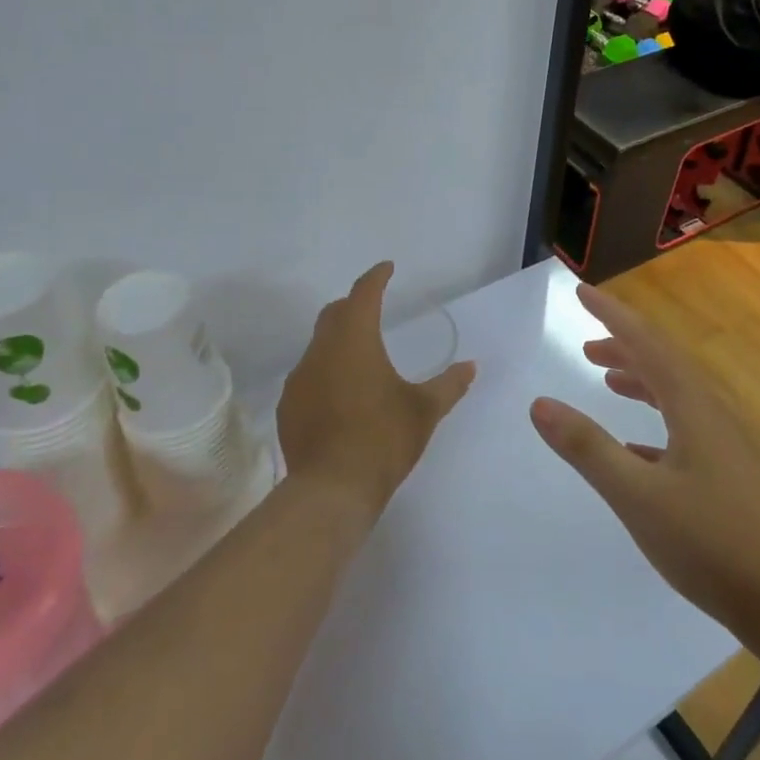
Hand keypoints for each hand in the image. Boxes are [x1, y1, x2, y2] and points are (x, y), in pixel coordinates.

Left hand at [277, 262, 476, 520]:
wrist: (331, 490)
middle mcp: (321, 350)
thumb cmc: (383, 440)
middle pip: (334, 314)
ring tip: (359, 359)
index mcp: (355, 340)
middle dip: (353, 305)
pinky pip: (308, 377)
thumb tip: (471, 367)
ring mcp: (299, 379)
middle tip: (372, 308)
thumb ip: (449, 384)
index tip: (386, 269)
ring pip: (318, 346)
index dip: (376, 277)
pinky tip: (340, 396)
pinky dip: (325, 374)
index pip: (363, 294)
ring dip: (338, 342)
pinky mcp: (288, 407)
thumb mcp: (425, 411)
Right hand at [531, 283, 759, 644]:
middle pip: (663, 362)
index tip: (582, 292)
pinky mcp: (725, 474)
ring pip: (674, 394)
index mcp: (692, 406)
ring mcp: (722, 444)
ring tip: (606, 378)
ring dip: (639, 379)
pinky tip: (634, 447)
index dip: (613, 315)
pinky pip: (682, 426)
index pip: (646, 343)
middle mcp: (710, 414)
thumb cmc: (711, 542)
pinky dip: (652, 419)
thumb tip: (540, 403)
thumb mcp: (637, 495)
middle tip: (586, 342)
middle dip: (624, 345)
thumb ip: (587, 448)